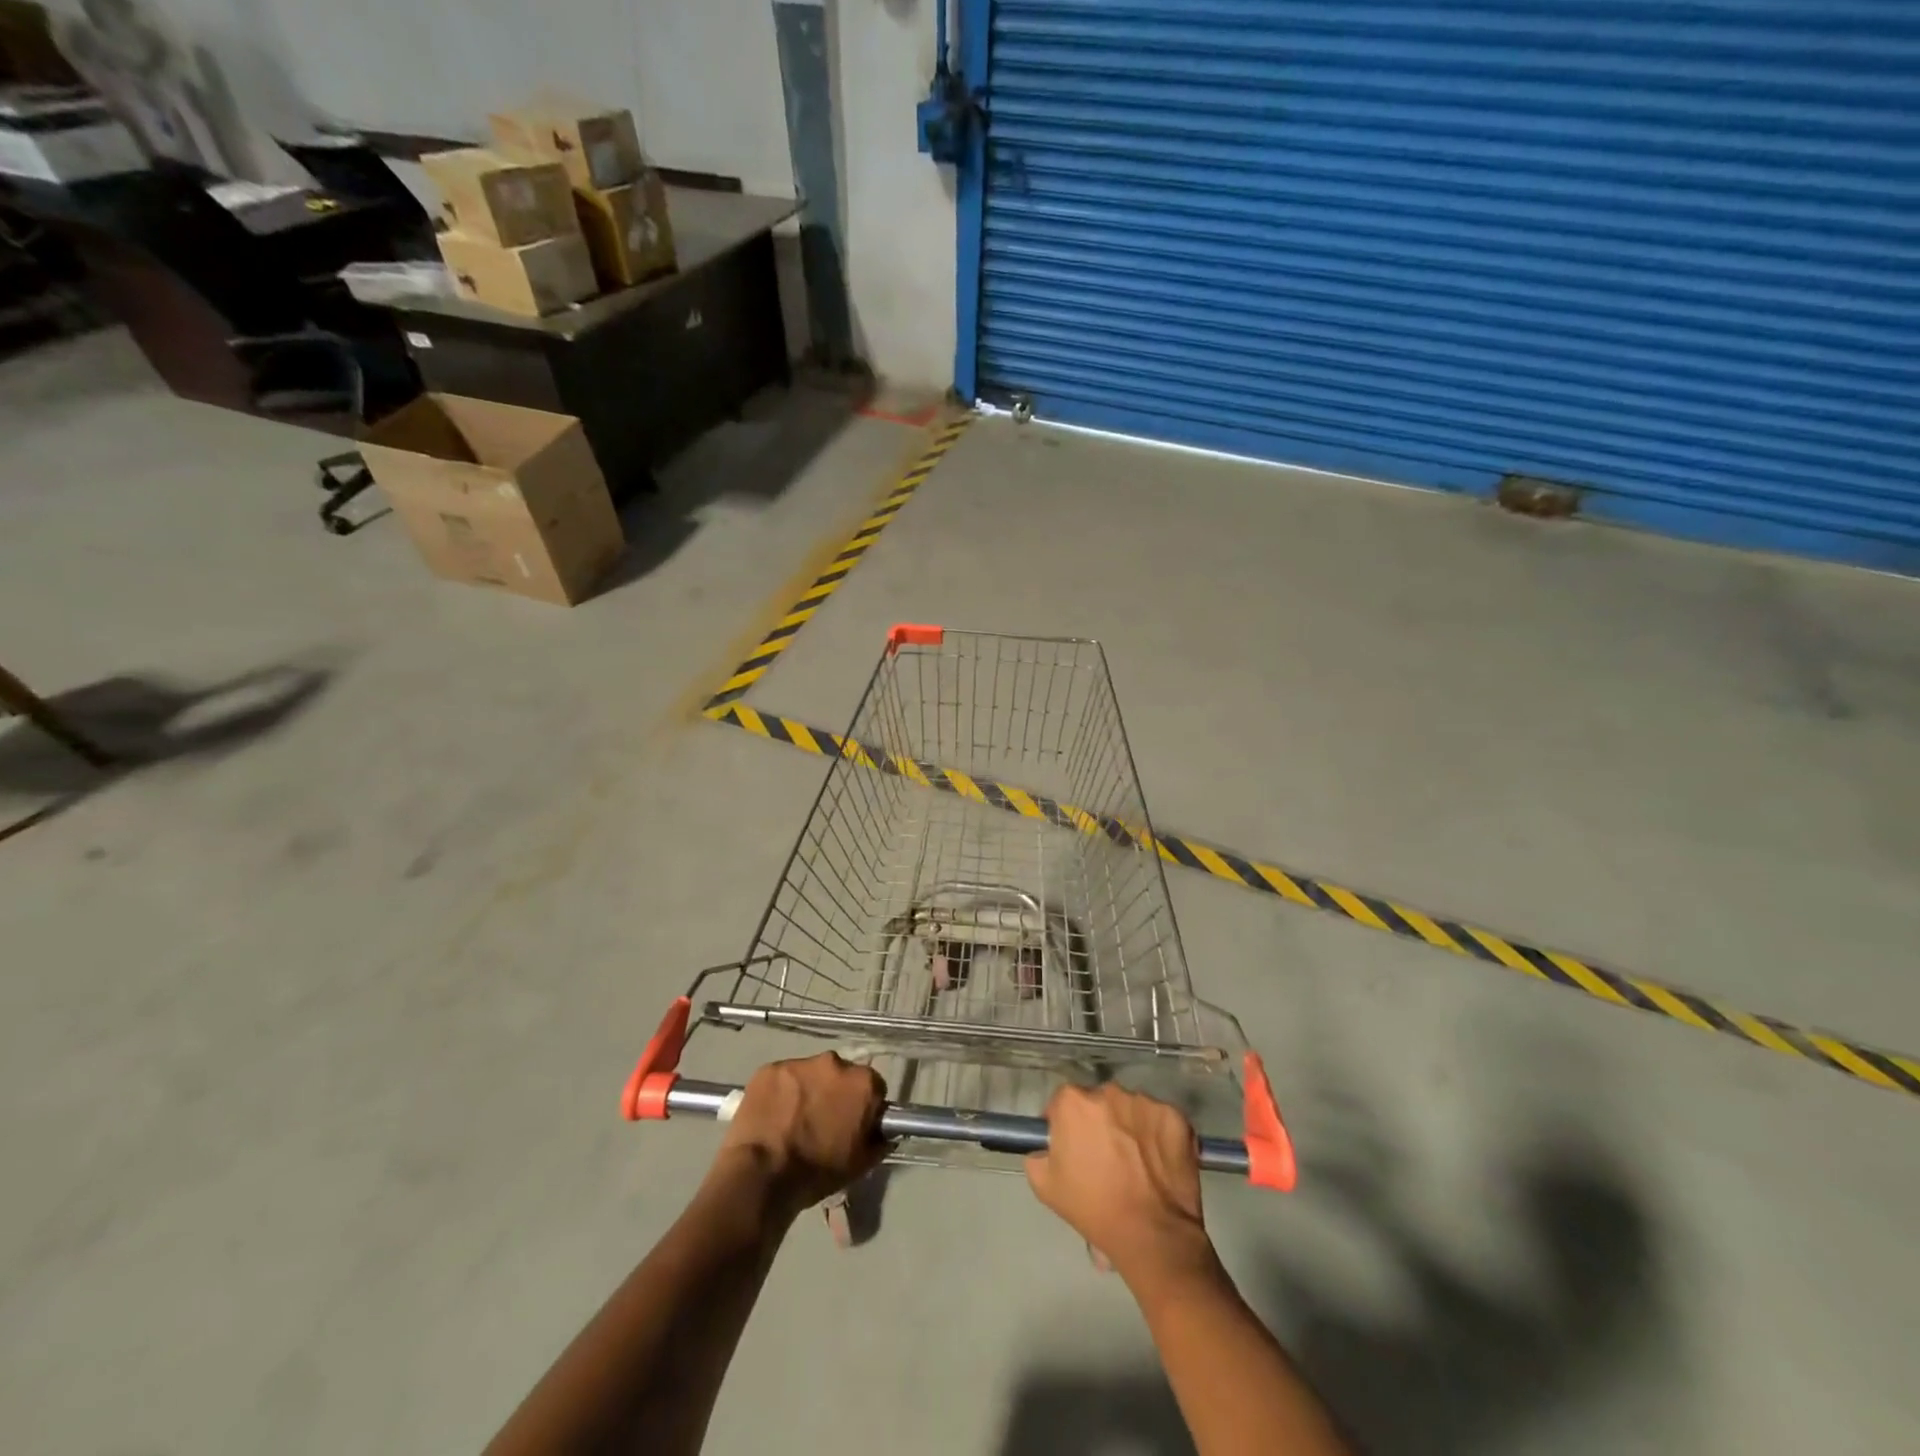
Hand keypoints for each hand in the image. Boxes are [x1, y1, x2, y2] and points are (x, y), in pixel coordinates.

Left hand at [715, 1053, 887, 1217]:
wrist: (762, 1176)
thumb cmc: (817, 1172)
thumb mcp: (861, 1164)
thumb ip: (879, 1140)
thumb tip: (885, 1132)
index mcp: (863, 1082)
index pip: (872, 1087)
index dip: (863, 1106)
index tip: (852, 1124)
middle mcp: (834, 1062)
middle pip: (840, 1074)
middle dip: (834, 1093)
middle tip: (821, 1122)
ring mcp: (799, 1063)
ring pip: (809, 1074)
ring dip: (807, 1090)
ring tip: (792, 1120)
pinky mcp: (769, 1068)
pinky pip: (781, 1078)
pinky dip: (780, 1092)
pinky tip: (772, 1116)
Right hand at [1026, 1083, 1213, 1281]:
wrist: (1151, 1235)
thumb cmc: (1093, 1209)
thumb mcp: (1045, 1186)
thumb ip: (1038, 1154)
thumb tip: (1047, 1147)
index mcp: (1073, 1102)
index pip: (1063, 1102)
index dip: (1066, 1124)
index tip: (1073, 1146)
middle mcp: (1108, 1091)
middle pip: (1099, 1102)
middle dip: (1100, 1122)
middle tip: (1106, 1156)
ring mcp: (1145, 1102)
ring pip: (1131, 1108)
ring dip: (1130, 1126)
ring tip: (1136, 1161)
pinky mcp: (1175, 1116)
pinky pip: (1161, 1119)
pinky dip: (1159, 1135)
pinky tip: (1159, 1162)